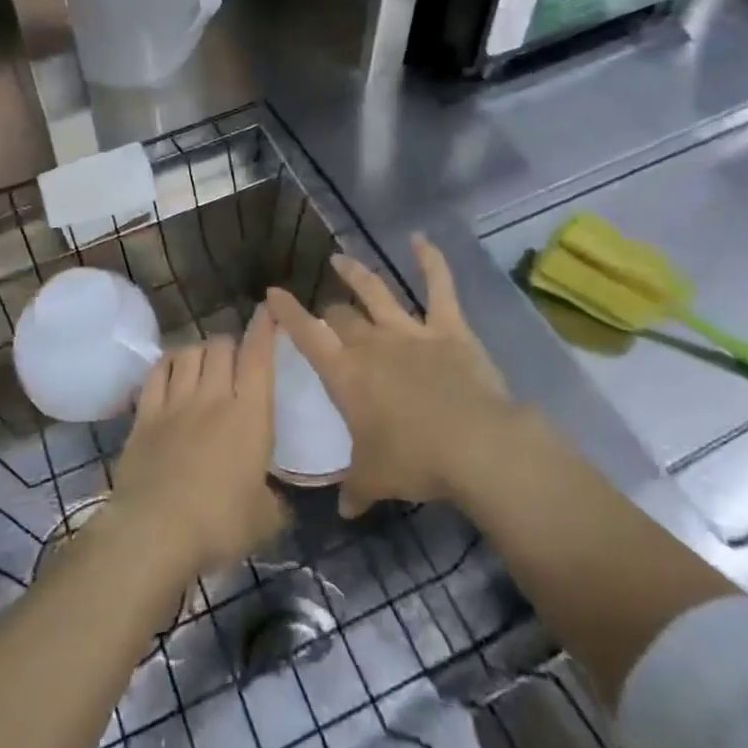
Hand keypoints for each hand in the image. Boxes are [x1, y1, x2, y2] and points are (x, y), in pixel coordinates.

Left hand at [110, 313, 287, 577]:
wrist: (155, 532)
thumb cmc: (219, 525)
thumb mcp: (265, 520)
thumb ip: (274, 501)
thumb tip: (274, 500)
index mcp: (250, 416)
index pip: (259, 357)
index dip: (264, 329)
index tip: (269, 310)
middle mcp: (214, 397)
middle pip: (221, 346)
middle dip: (231, 344)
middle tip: (234, 358)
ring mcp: (175, 402)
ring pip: (189, 352)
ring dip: (200, 350)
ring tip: (203, 362)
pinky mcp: (145, 414)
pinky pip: (157, 372)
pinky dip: (167, 363)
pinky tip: (171, 368)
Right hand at [267, 235, 517, 517]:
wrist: (475, 446)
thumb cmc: (415, 461)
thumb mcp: (375, 479)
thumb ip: (354, 488)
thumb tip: (343, 509)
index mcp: (346, 374)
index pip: (307, 336)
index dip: (287, 313)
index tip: (272, 293)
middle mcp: (372, 344)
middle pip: (342, 317)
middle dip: (330, 312)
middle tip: (326, 314)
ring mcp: (410, 331)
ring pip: (377, 292)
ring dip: (358, 275)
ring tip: (341, 260)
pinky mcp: (449, 329)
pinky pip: (439, 287)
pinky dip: (430, 261)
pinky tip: (420, 238)